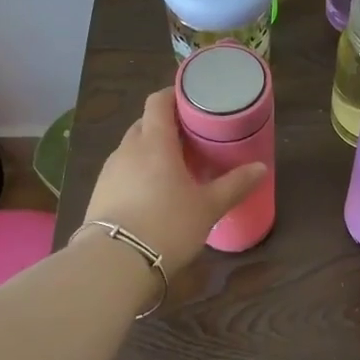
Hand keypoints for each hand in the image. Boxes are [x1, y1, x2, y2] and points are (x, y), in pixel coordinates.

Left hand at [79, 88, 265, 274]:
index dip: (174, 95)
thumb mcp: (208, 207)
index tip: (193, 101)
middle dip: (166, 125)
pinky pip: (123, 171)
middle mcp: (128, 149)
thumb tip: (261, 167)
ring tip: (175, 167)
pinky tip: (153, 193)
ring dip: (151, 150)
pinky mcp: (99, 194)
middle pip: (145, 123)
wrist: (114, 264)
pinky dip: (138, 172)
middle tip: (191, 138)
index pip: (158, 102)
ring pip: (132, 148)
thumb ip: (235, 185)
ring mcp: (109, 172)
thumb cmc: (167, 225)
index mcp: (154, 142)